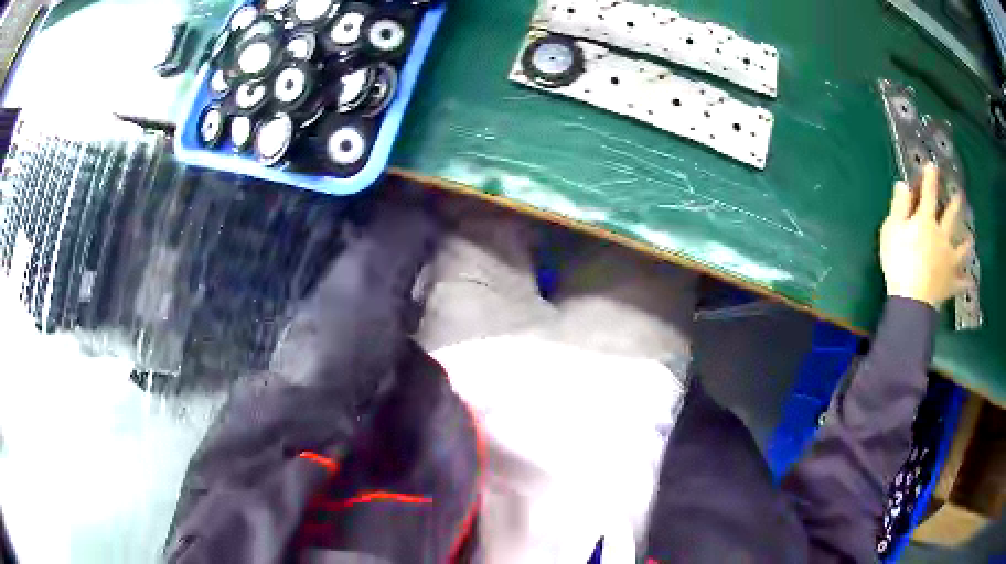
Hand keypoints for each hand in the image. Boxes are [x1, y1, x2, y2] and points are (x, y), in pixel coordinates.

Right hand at [880, 164, 972, 308]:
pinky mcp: (951, 282)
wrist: (912, 301)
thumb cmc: (899, 262)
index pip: (929, 193)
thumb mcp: (891, 230)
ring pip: (961, 249)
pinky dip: (966, 282)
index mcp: (926, 220)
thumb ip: (899, 206)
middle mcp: (942, 235)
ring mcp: (950, 260)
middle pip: (951, 217)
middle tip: (961, 195)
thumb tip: (904, 184)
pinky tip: (970, 281)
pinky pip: (961, 283)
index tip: (933, 165)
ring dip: (966, 243)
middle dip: (956, 204)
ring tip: (970, 239)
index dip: (931, 178)